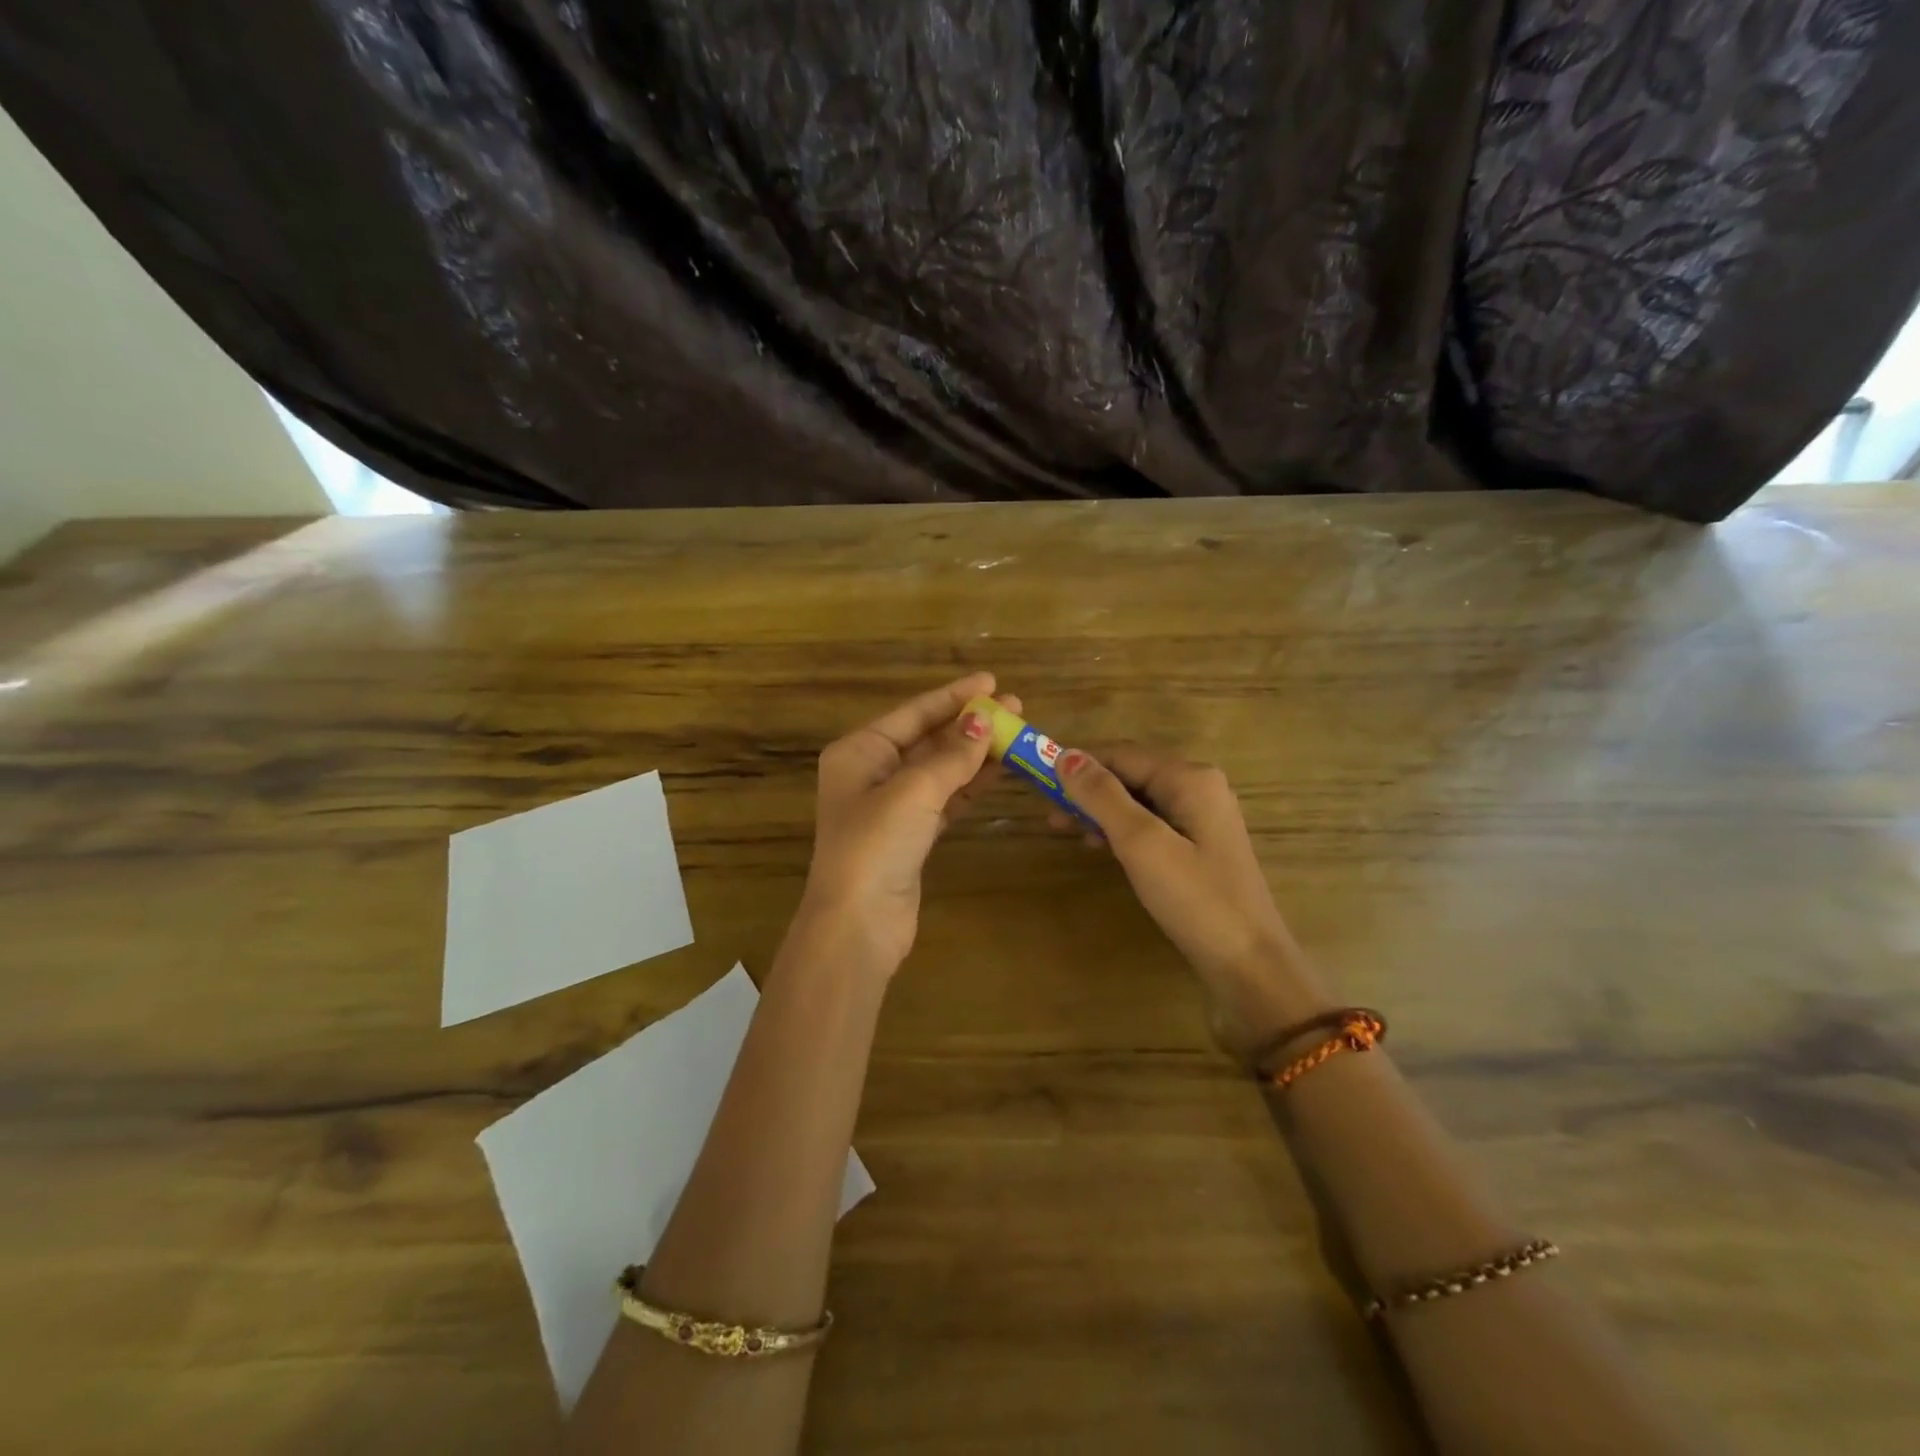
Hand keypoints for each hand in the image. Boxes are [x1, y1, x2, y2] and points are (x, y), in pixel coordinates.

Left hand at [801, 673, 1015, 974]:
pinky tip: (999, 770)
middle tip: (1015, 707)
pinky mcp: (911, 835)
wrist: (858, 923)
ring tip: (1016, 734)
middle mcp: (871, 773)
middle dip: (969, 724)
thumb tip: (983, 720)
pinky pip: (945, 798)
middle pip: (927, 739)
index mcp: (859, 752)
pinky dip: (970, 785)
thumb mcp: (914, 791)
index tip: (991, 681)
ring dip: (975, 753)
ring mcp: (891, 806)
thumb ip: (952, 755)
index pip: (912, 713)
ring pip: (940, 770)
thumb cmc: (875, 845)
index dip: (953, 696)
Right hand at [1052, 746, 1334, 1064]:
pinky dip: (1121, 828)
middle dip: (1087, 788)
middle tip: (1047, 811)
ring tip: (1063, 828)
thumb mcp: (1141, 843)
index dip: (1078, 763)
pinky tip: (1099, 845)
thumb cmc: (1194, 899)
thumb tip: (1066, 756)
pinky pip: (1151, 823)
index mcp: (1190, 778)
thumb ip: (1102, 797)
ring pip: (1139, 800)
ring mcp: (1202, 818)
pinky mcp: (1200, 846)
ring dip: (1100, 809)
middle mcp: (1199, 787)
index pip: (1121, 754)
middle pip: (1131, 773)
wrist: (1249, 965)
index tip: (1037, 779)